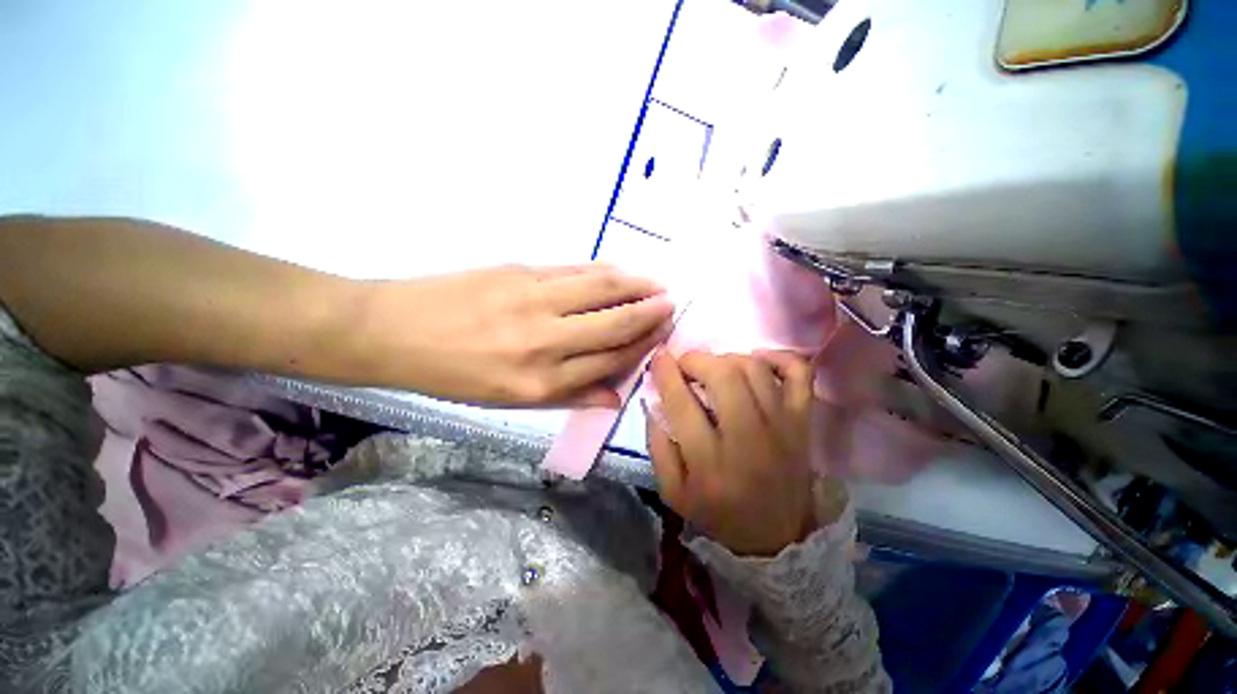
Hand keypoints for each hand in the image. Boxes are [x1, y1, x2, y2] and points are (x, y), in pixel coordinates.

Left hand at [352, 264, 673, 405]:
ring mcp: (533, 300)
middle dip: (649, 313)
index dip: (641, 346)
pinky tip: (619, 271)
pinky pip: (574, 270)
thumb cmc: (453, 376)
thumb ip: (569, 396)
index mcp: (541, 383)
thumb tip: (614, 396)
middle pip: (614, 322)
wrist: (393, 331)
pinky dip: (603, 271)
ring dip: (634, 285)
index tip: (661, 335)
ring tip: (656, 284)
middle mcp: (545, 341)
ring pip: (600, 289)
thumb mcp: (510, 402)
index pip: (609, 360)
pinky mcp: (520, 271)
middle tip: (670, 305)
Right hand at [647, 350, 815, 556]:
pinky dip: (779, 357)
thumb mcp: (673, 491)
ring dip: (728, 358)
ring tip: (715, 368)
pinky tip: (758, 360)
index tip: (658, 357)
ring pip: (755, 368)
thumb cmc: (718, 513)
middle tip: (685, 365)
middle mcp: (748, 438)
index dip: (666, 373)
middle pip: (724, 376)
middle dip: (697, 360)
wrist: (776, 536)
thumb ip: (657, 444)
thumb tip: (656, 400)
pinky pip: (799, 373)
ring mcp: (782, 425)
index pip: (682, 403)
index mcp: (710, 462)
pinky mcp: (802, 420)